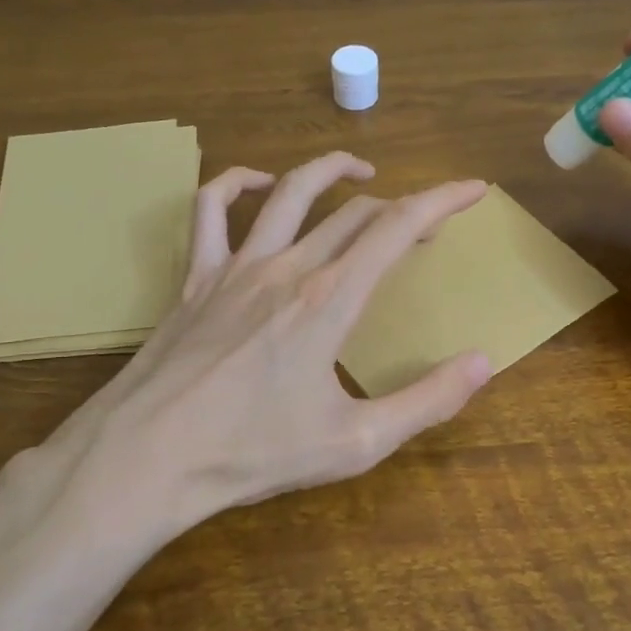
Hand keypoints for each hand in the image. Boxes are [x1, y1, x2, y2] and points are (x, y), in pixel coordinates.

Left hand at [46, 154, 492, 551]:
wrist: (147, 459)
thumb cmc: (252, 454)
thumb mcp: (355, 443)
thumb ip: (426, 401)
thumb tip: (483, 362)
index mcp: (330, 301)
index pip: (398, 228)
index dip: (442, 199)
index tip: (473, 189)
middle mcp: (287, 268)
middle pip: (354, 212)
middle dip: (401, 206)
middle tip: (426, 223)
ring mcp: (235, 267)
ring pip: (289, 193)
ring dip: (330, 171)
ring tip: (360, 171)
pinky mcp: (196, 278)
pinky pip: (210, 210)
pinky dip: (236, 183)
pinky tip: (259, 183)